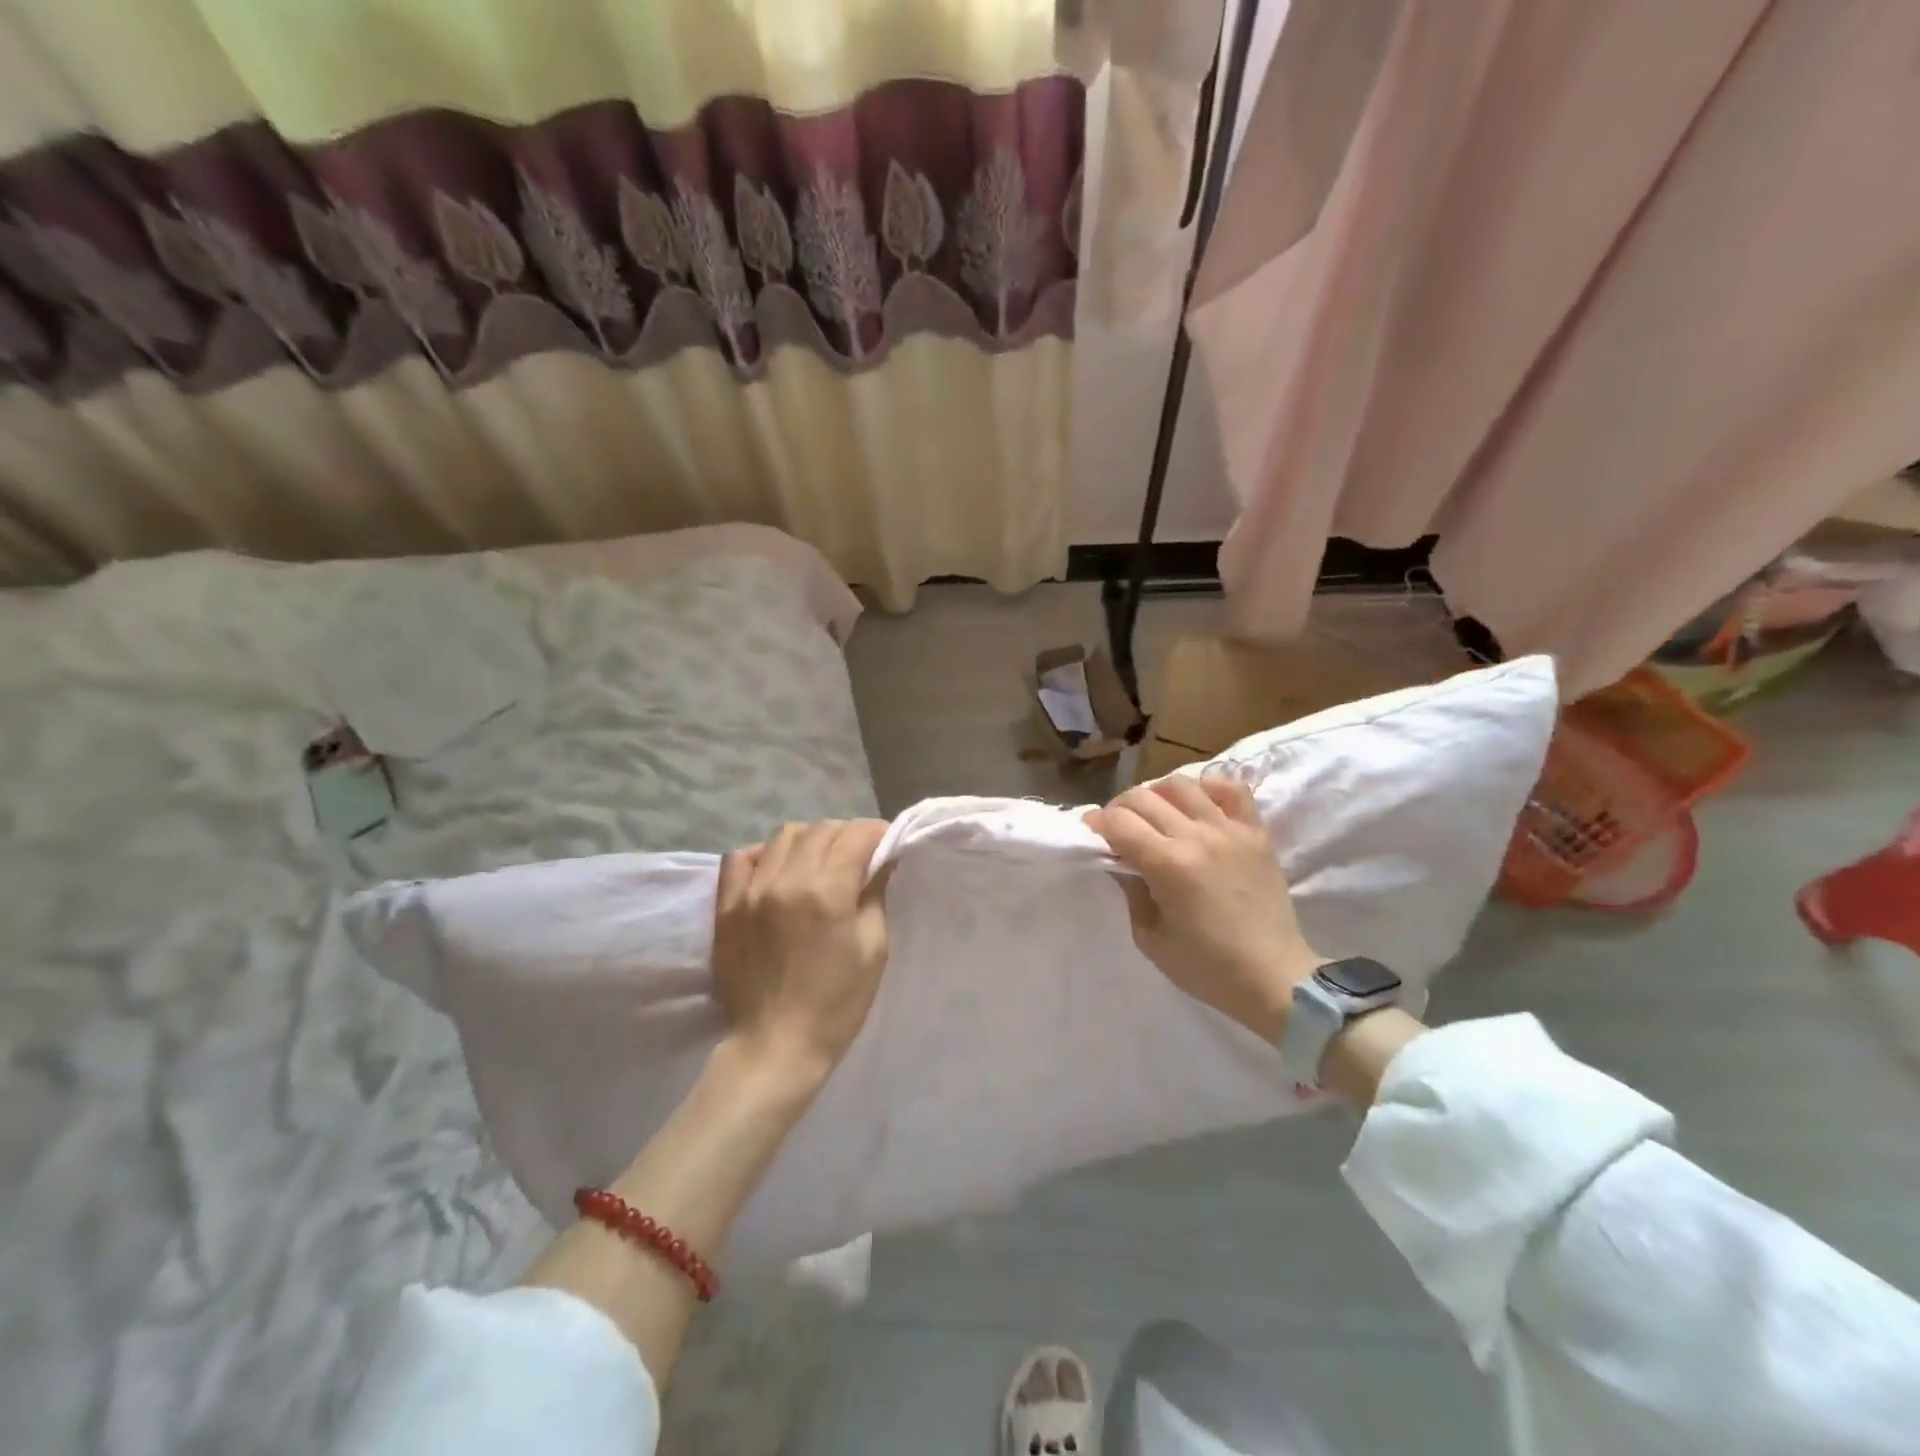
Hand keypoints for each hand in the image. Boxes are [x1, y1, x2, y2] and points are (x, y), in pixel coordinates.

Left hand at [712, 819, 891, 1084]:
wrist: (775, 1047)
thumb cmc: (836, 1004)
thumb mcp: (873, 948)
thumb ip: (875, 894)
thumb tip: (881, 860)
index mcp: (827, 892)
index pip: (857, 835)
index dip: (878, 833)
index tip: (887, 844)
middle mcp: (786, 880)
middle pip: (823, 829)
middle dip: (848, 835)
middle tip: (859, 856)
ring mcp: (751, 890)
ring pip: (785, 835)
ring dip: (811, 840)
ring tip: (820, 861)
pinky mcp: (726, 905)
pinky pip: (741, 856)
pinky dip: (766, 854)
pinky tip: (779, 870)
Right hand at [1087, 774, 1323, 1042]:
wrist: (1275, 978)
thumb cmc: (1207, 968)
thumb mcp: (1151, 939)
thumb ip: (1131, 893)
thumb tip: (1121, 862)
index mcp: (1168, 865)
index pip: (1119, 821)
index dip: (1097, 822)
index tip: (1092, 831)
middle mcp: (1197, 837)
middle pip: (1143, 797)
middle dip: (1120, 807)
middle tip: (1118, 827)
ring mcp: (1230, 830)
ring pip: (1182, 785)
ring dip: (1158, 794)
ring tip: (1156, 814)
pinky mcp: (1257, 833)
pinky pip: (1232, 789)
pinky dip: (1209, 787)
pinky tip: (1199, 805)